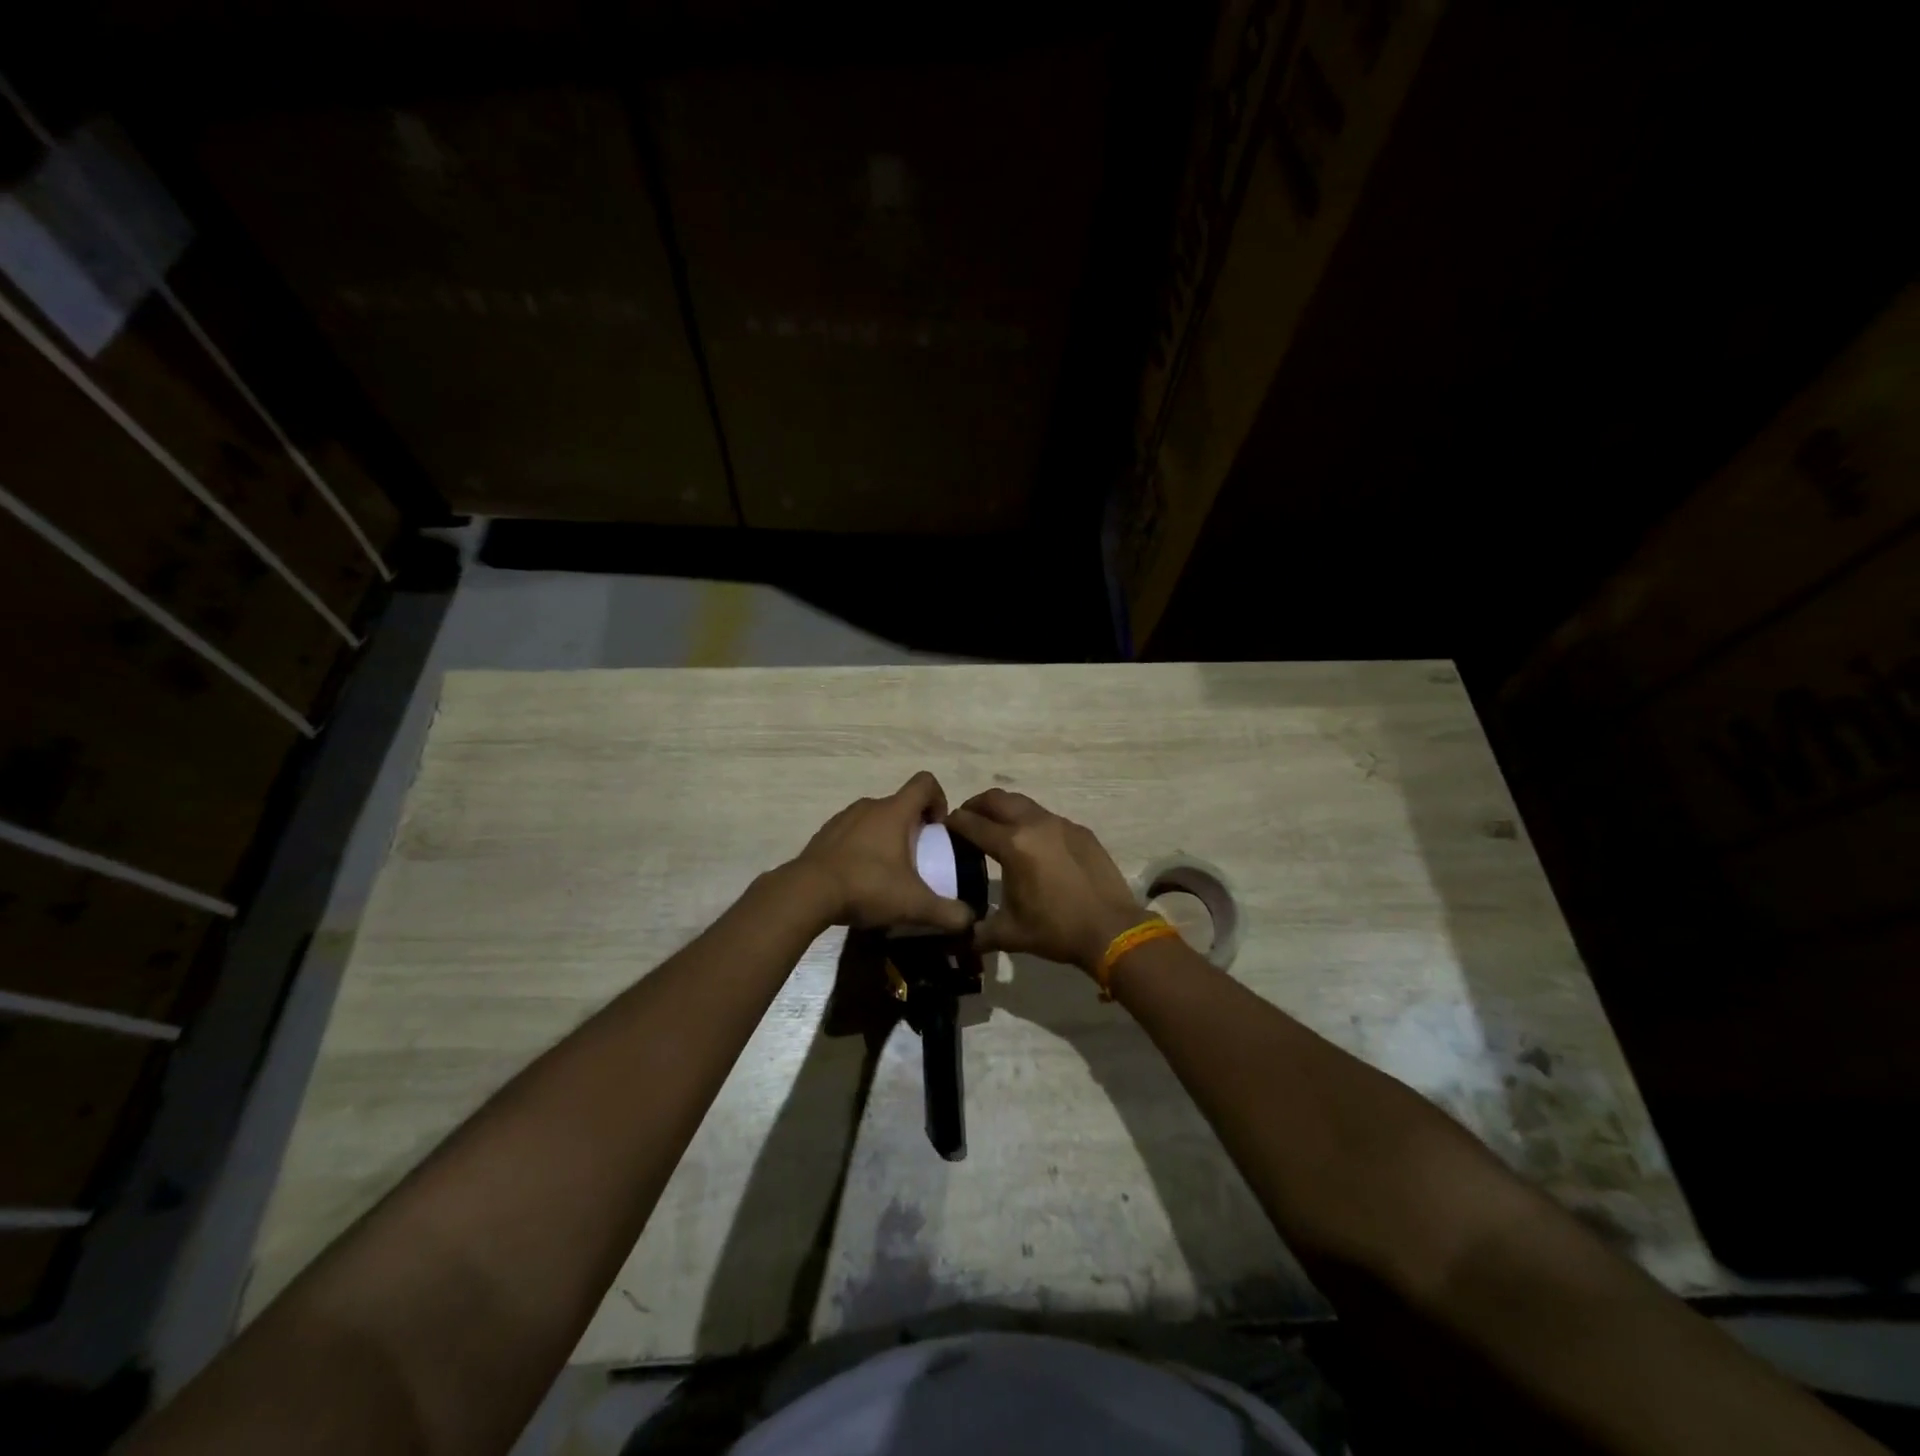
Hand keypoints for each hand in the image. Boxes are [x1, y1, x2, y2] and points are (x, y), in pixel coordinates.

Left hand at [789, 772, 974, 932]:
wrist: (806, 893)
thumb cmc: (867, 886)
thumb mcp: (913, 904)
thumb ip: (947, 912)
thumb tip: (970, 921)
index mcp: (894, 811)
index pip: (925, 783)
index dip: (939, 799)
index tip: (939, 829)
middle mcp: (869, 806)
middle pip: (900, 803)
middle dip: (914, 826)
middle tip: (918, 858)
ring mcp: (843, 818)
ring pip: (875, 818)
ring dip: (887, 836)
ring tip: (889, 871)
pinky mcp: (824, 835)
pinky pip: (853, 833)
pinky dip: (862, 847)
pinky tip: (861, 877)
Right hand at [946, 789, 1142, 974]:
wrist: (1111, 929)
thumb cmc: (1056, 930)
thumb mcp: (1009, 934)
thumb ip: (977, 931)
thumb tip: (959, 936)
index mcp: (1012, 845)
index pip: (972, 823)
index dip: (954, 823)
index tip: (944, 828)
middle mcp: (1034, 824)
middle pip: (996, 799)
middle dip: (976, 805)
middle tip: (967, 820)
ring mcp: (1060, 824)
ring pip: (1023, 803)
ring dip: (1004, 810)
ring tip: (998, 829)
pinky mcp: (1080, 830)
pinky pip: (1047, 818)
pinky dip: (1031, 823)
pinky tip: (1034, 845)